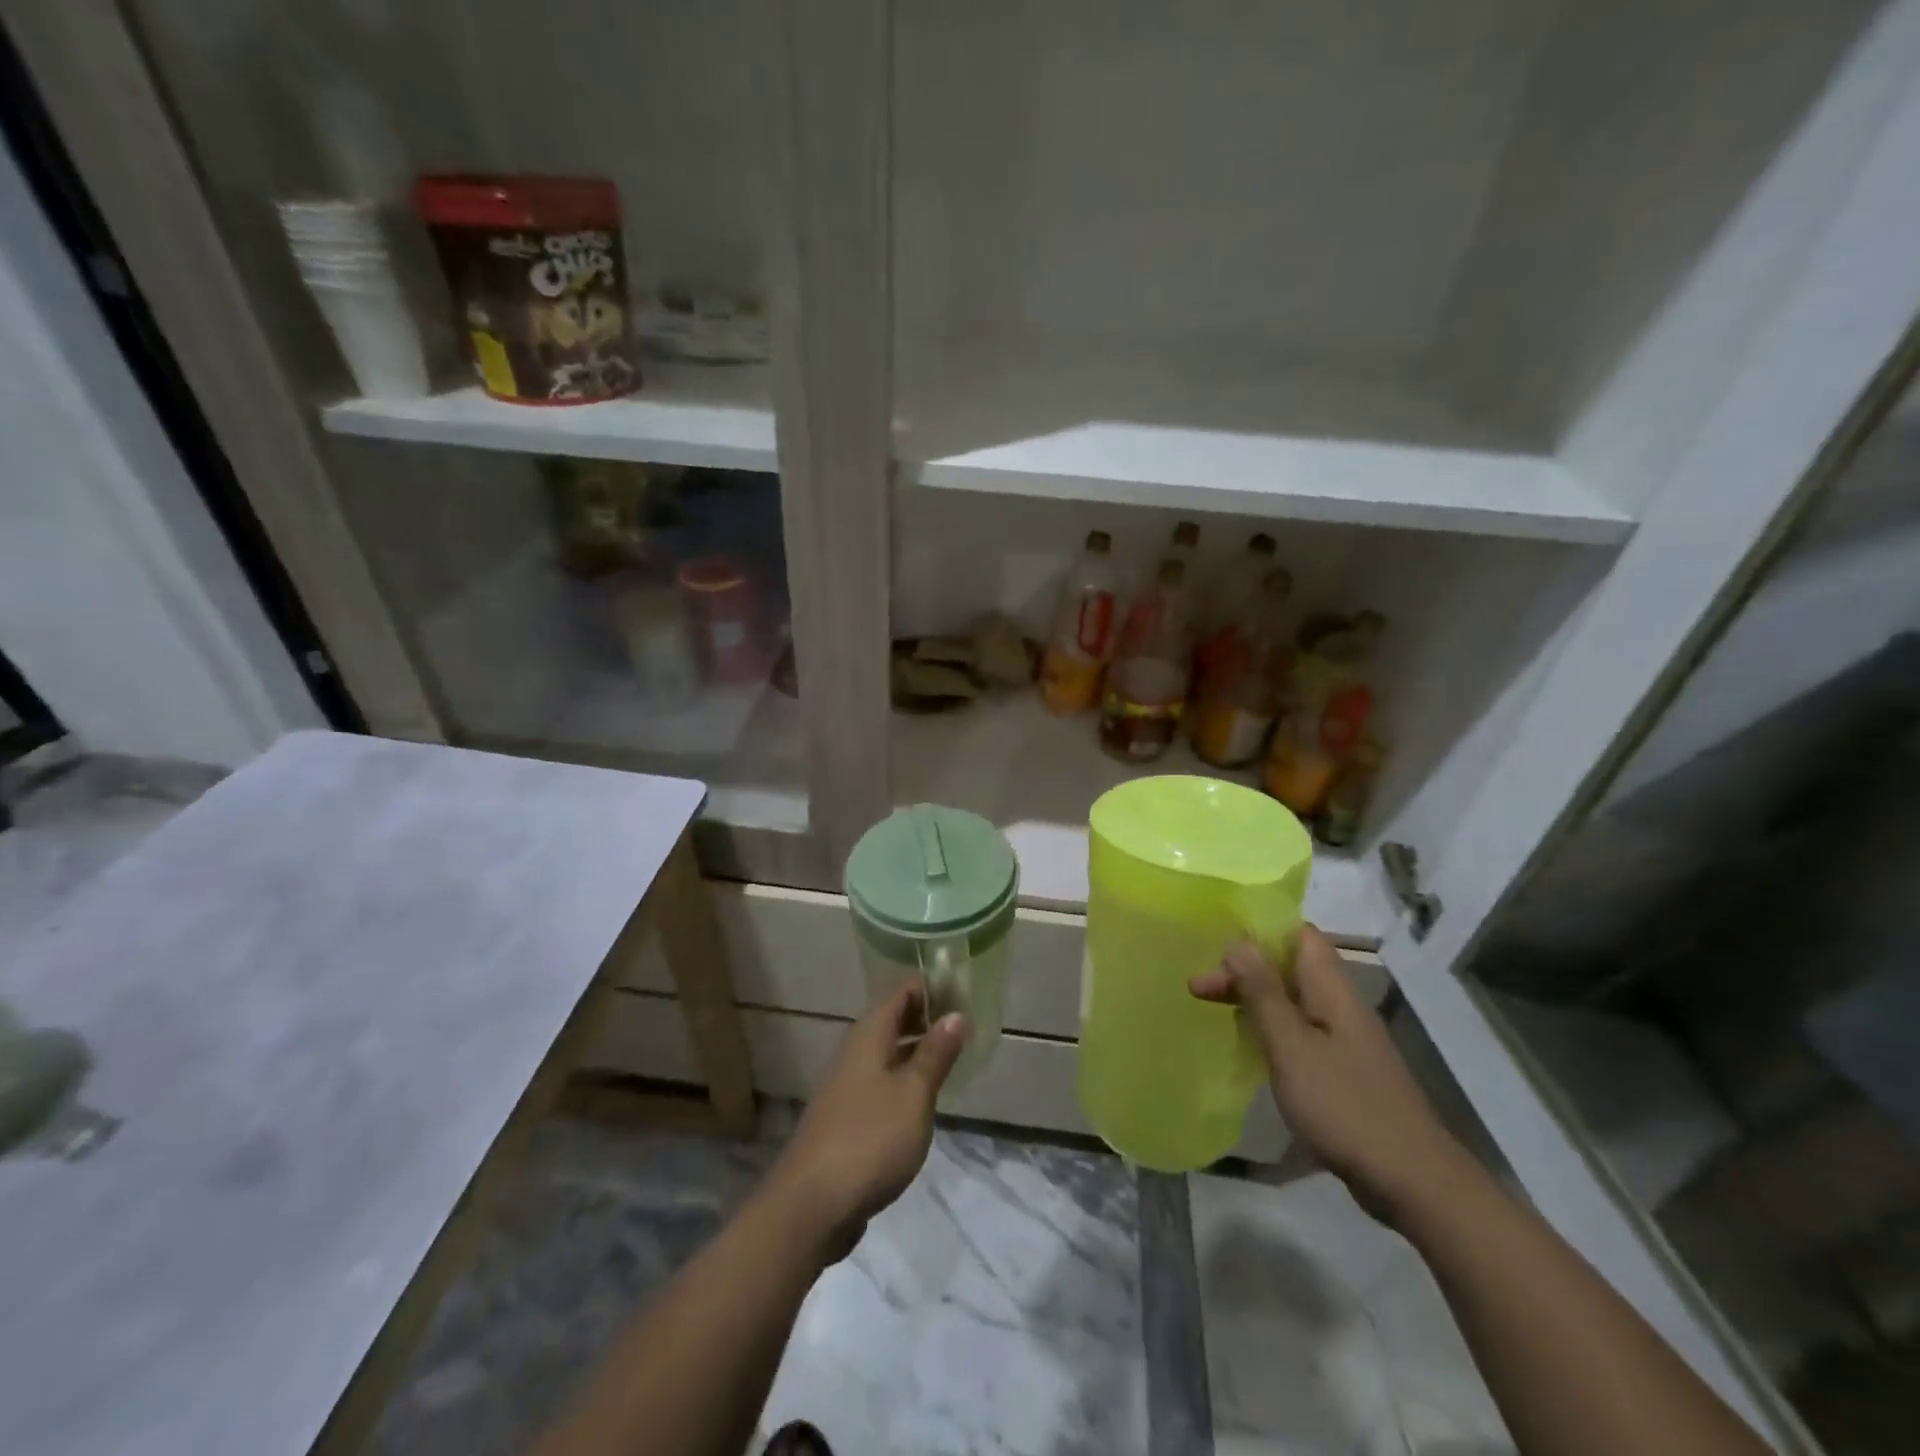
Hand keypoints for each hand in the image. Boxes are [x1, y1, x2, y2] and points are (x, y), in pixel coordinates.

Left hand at [764, 983, 968, 1260]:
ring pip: (887, 1053)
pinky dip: (904, 1080)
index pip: (901, 993)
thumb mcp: (913, 1094)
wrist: (811, 1206)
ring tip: (953, 1057)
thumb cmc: (870, 1139)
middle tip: (966, 1025)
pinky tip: (923, 1100)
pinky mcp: (846, 1119)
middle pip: (892, 1020)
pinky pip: (881, 1083)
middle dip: (926, 1018)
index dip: (930, 987)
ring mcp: (847, 1087)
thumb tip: (956, 1013)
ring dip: (916, 1050)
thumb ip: (935, 1053)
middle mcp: (855, 1053)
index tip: (963, 992)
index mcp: (869, 1036)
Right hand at [1190, 923, 1465, 1225]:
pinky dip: (1270, 1029)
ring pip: (1292, 1000)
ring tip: (1213, 1009)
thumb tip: (1238, 940)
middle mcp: (1340, 1005)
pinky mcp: (1343, 1070)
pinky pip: (1299, 1031)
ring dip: (1253, 999)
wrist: (1413, 1183)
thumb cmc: (1344, 1106)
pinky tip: (1248, 1046)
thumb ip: (1263, 992)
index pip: (1298, 934)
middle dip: (1243, 970)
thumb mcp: (1291, 1046)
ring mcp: (1344, 1039)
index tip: (1216, 940)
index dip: (1259, 929)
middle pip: (1289, 967)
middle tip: (1197, 988)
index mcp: (1331, 989)